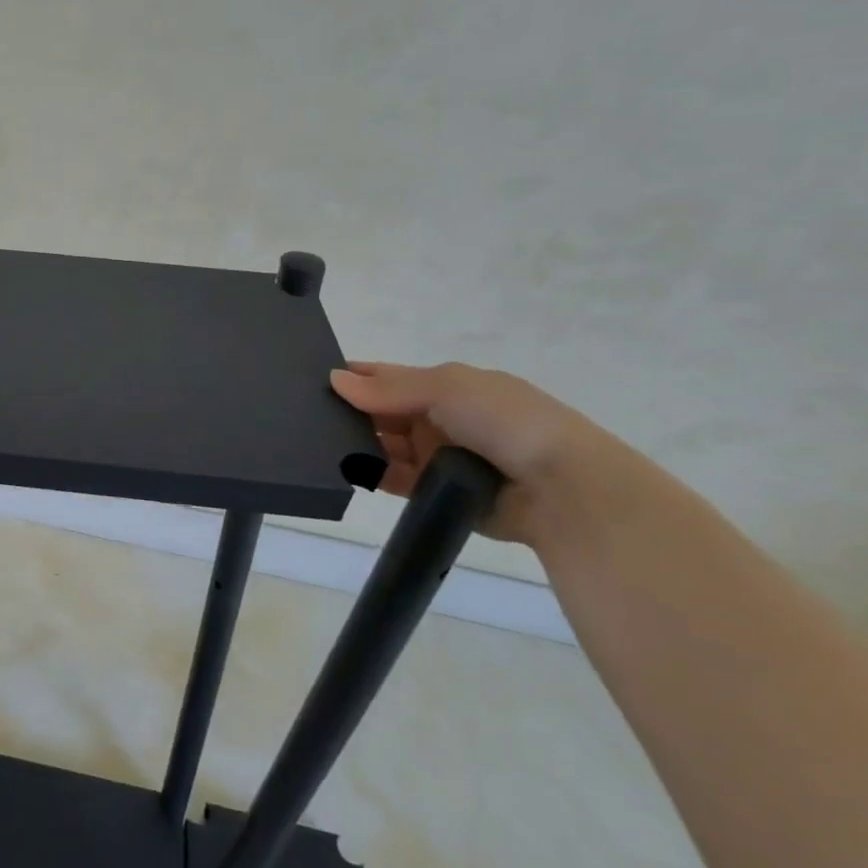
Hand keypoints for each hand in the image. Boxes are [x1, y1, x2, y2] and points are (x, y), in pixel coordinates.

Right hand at [330, 361, 626, 546]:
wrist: (563, 490)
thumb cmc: (506, 422)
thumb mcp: (447, 388)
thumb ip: (389, 387)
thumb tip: (334, 380)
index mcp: (448, 387)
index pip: (389, 378)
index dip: (355, 376)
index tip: (311, 377)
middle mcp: (440, 419)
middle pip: (381, 412)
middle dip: (348, 411)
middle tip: (303, 413)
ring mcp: (437, 456)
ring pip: (383, 445)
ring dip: (355, 442)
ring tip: (312, 441)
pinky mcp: (434, 492)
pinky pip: (392, 479)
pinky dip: (369, 473)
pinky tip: (340, 467)